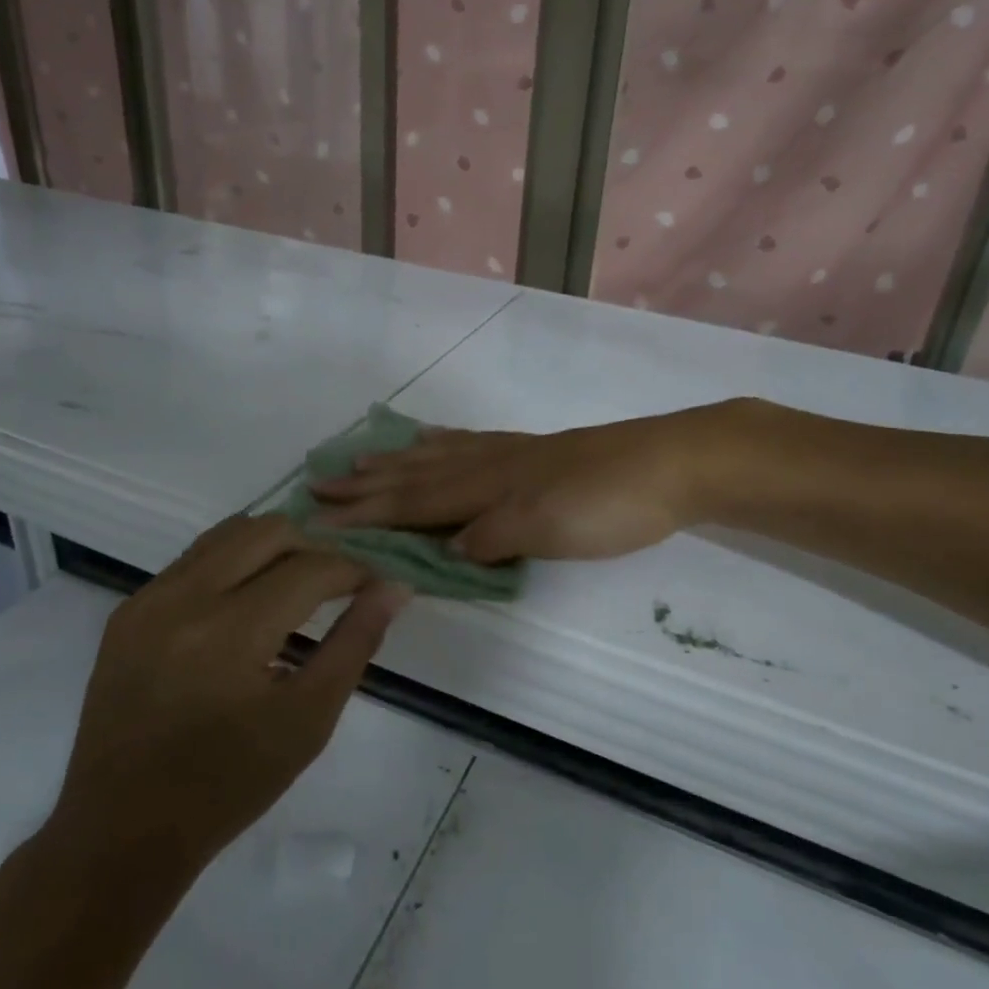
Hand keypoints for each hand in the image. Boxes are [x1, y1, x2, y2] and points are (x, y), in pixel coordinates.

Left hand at [47, 515, 410, 882]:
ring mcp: (147, 599)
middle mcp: (183, 599)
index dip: (353, 570)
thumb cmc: (229, 784)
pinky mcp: (128, 609)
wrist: (122, 831)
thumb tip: (394, 587)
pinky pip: (194, 558)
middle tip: (335, 586)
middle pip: (269, 531)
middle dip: (314, 548)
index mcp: (229, 634)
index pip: (310, 568)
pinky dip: (233, 563)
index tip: (374, 585)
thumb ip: (356, 643)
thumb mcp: (309, 720)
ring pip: (229, 532)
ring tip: (294, 587)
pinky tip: (246, 603)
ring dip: (273, 548)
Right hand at [311, 406, 734, 563]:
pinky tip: (434, 440)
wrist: (670, 463)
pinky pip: (470, 443)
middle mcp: (489, 465)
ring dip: (395, 462)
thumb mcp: (547, 530)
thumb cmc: (609, 505)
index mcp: (486, 487)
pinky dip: (441, 443)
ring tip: (361, 460)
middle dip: (366, 485)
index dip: (366, 512)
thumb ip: (490, 537)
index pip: (412, 503)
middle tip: (319, 484)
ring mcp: (511, 454)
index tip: (319, 517)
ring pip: (438, 456)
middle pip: (415, 475)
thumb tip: (442, 548)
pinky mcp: (533, 452)